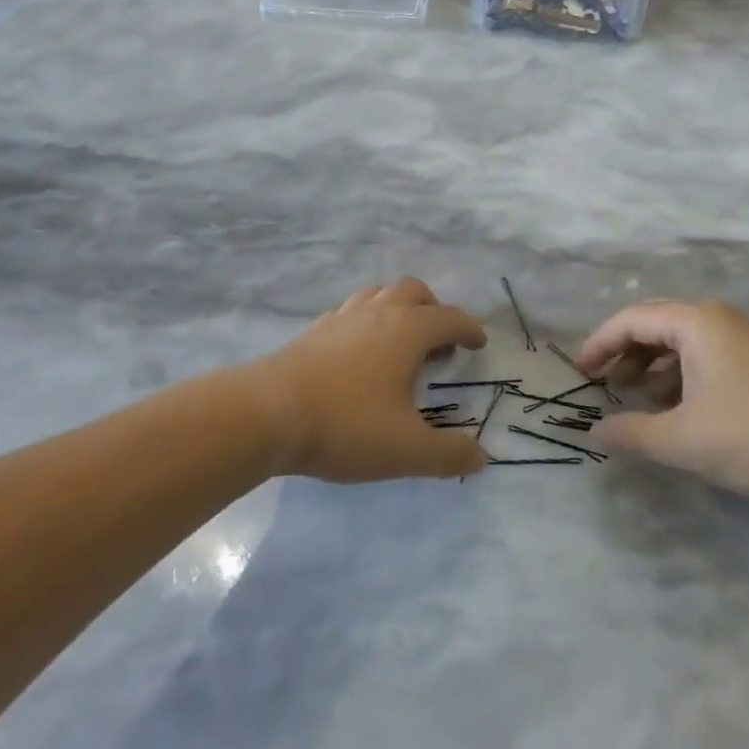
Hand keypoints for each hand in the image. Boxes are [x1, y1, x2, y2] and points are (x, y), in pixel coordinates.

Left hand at [248, 278, 488, 482]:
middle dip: (433, 310)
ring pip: (379, 294)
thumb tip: (480, 457)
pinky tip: (359, 354)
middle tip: (439, 343)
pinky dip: (366, 323)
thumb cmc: (346, 425)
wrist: (267, 413)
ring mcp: (342, 317)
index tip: (478, 343)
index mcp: (407, 331)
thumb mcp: (406, 450)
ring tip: (400, 344)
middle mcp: (378, 313)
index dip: (468, 329)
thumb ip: (448, 454)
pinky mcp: (314, 331)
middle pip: (414, 291)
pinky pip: (350, 312)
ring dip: (398, 310)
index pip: (449, 318)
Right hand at [576, 300, 748, 499]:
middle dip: (624, 352)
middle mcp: (715, 318)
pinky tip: (676, 409)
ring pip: (680, 342)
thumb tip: (593, 434)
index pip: (631, 319)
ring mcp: (740, 337)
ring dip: (652, 367)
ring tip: (636, 400)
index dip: (600, 343)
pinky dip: (679, 376)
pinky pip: (702, 356)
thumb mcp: (685, 440)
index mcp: (695, 322)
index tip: (580, 372)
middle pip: (654, 324)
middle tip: (602, 383)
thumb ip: (633, 434)